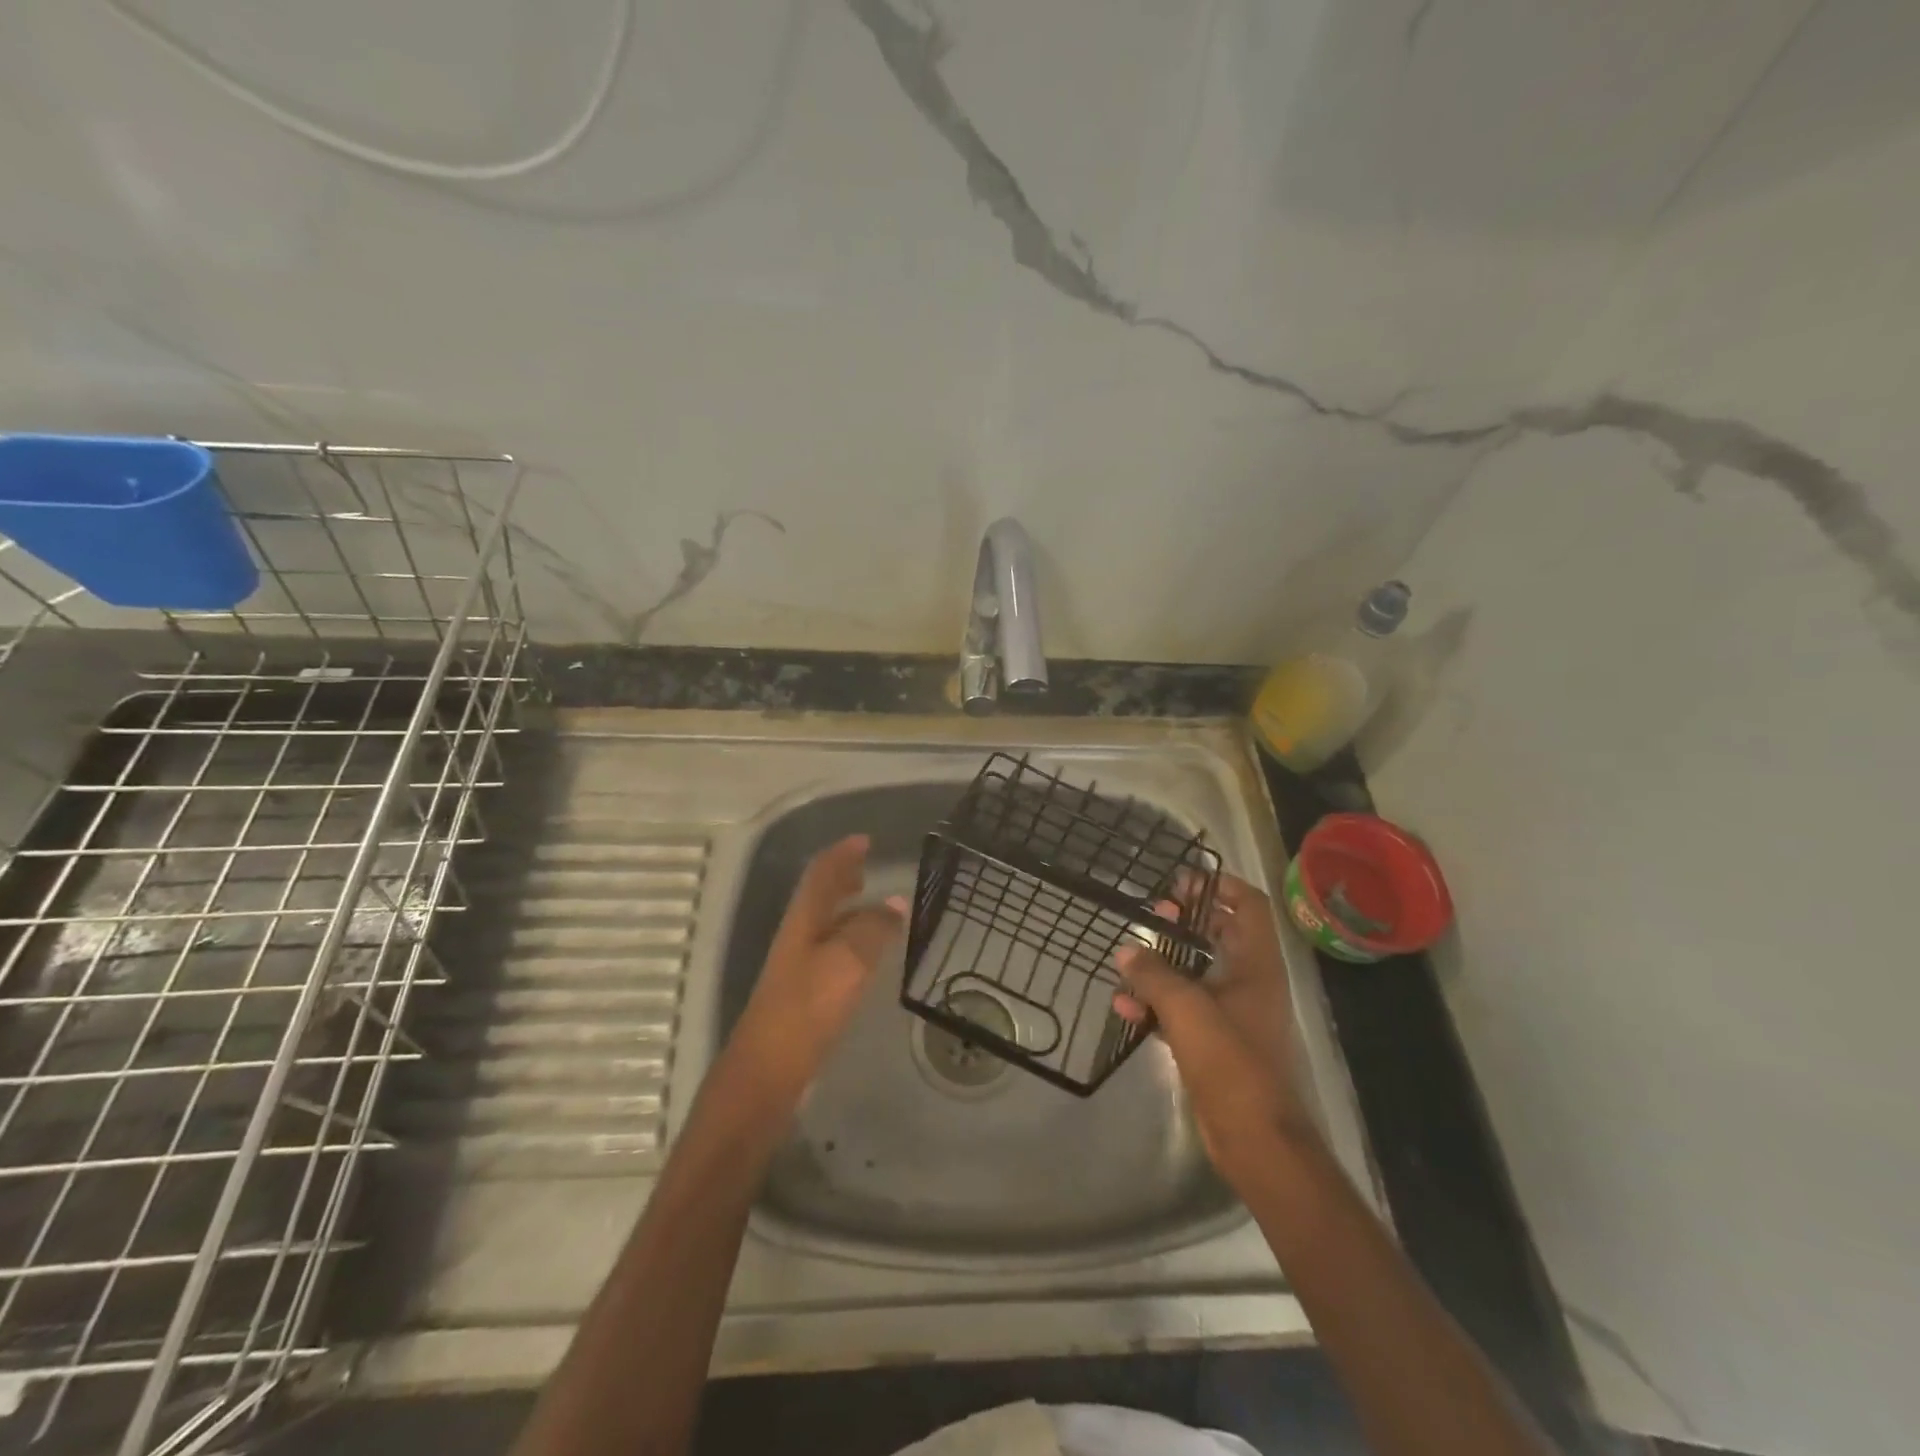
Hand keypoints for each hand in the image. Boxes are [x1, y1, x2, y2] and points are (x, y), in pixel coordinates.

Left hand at [725, 834, 905, 1101]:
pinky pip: (831, 950)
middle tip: (866, 867)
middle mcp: (797, 937)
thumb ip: (872, 930)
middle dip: (841, 877)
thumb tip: (894, 902)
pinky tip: (865, 956)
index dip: (842, 854)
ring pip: (824, 923)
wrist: (768, 1072)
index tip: (865, 840)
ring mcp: (797, 966)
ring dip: (846, 907)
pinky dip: (850, 939)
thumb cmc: (808, 1009)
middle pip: (818, 896)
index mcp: (803, 921)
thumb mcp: (847, 962)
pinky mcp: (804, 994)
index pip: (822, 874)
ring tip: (873, 904)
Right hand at [1112, 871, 1318, 1188]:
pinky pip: (1181, 1010)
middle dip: (1186, 921)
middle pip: (1220, 935)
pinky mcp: (1213, 1043)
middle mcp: (1248, 983)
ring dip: (1163, 964)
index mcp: (1256, 966)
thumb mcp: (1188, 1010)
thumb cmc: (1231, 1063)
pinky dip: (1156, 1004)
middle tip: (1154, 912)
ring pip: (1196, 973)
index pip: (1248, 906)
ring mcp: (1232, 1014)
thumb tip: (1127, 949)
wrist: (1255, 1140)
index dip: (1220, 886)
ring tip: (1128, 960)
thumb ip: (1155, 974)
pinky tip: (1125, 1008)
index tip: (1182, 882)